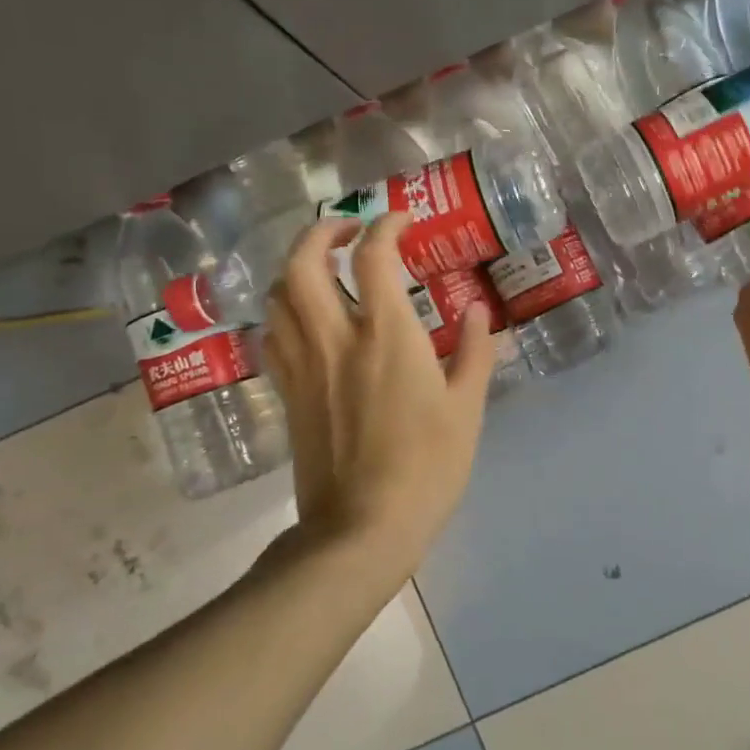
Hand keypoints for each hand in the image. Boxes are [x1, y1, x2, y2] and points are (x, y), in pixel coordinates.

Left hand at [260, 213, 493, 575]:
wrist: (362, 529)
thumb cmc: (427, 467)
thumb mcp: (467, 408)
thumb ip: (475, 351)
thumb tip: (477, 308)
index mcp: (388, 337)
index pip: (373, 258)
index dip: (385, 227)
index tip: (401, 220)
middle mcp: (336, 339)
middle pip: (303, 263)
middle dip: (321, 232)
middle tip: (347, 230)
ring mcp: (304, 366)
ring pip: (278, 296)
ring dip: (296, 267)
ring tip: (323, 267)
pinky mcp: (287, 393)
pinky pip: (273, 335)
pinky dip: (284, 311)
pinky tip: (305, 318)